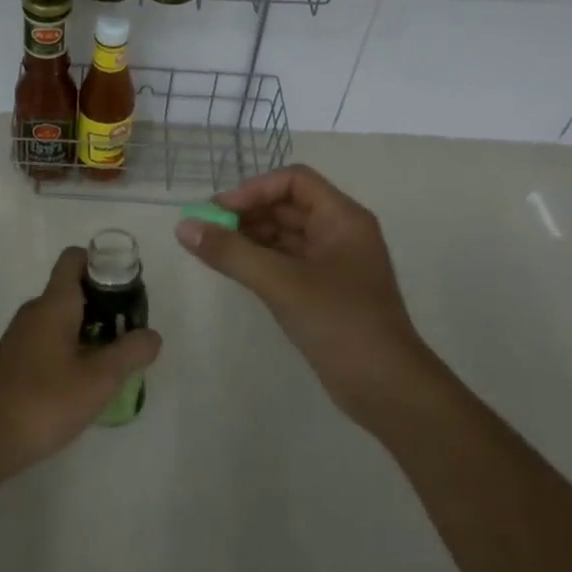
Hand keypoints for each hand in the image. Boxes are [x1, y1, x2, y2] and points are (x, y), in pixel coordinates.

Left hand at [0, 247, 161, 482]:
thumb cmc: (42, 401)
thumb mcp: (98, 380)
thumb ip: (129, 353)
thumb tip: (152, 335)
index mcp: (54, 303)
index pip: (74, 259)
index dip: (101, 262)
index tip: (126, 286)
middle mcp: (34, 312)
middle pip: (71, 291)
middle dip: (103, 305)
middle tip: (128, 334)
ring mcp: (18, 339)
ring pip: (59, 320)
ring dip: (87, 333)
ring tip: (110, 364)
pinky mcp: (10, 364)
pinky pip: (46, 343)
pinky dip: (68, 352)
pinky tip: (79, 387)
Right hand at [178, 165, 429, 430]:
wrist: (389, 390)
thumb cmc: (341, 323)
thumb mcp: (281, 284)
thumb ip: (231, 253)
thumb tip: (183, 226)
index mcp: (342, 218)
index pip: (293, 182)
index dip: (254, 190)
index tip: (218, 210)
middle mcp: (340, 233)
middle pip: (287, 206)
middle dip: (247, 213)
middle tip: (206, 229)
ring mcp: (334, 263)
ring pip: (285, 235)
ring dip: (250, 237)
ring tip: (213, 249)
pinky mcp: (325, 291)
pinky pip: (287, 261)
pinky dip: (260, 260)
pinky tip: (233, 269)